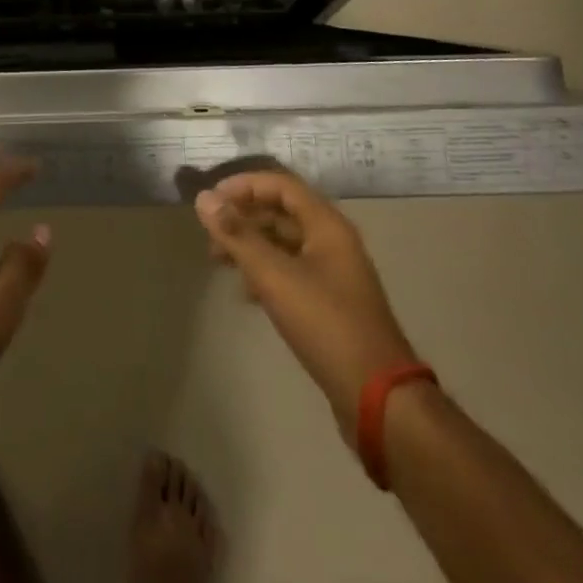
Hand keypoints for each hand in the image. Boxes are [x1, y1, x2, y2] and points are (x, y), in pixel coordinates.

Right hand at [195, 171, 417, 439]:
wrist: (379, 398)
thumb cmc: (326, 324)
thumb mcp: (274, 276)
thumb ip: (237, 235)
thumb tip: (203, 198)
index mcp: (327, 226)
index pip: (280, 185)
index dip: (244, 186)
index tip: (211, 201)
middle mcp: (333, 242)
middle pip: (281, 212)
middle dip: (243, 218)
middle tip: (210, 235)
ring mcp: (334, 274)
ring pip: (284, 243)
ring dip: (251, 245)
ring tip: (219, 261)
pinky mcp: (330, 303)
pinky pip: (291, 271)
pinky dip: (265, 271)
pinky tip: (245, 291)